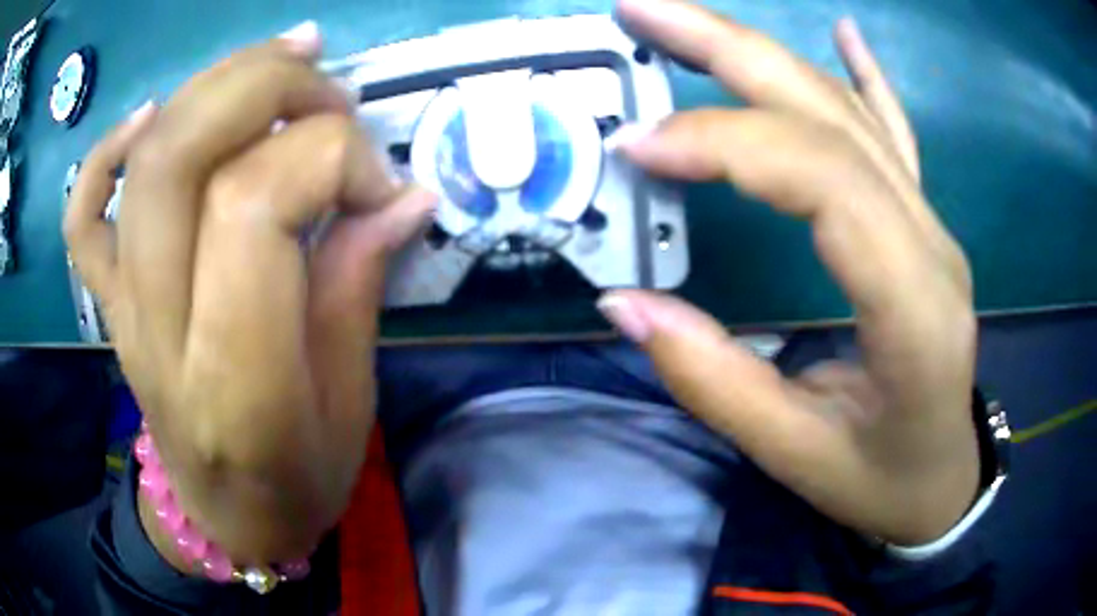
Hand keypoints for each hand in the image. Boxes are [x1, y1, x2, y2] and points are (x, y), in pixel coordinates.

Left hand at [64, 24, 434, 562]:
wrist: (225, 522)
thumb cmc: (297, 483)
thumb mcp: (350, 401)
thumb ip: (360, 282)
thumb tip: (405, 193)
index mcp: (234, 380)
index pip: (254, 206)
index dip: (331, 159)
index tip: (384, 184)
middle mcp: (160, 330)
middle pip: (182, 155)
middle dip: (268, 90)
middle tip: (332, 93)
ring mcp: (123, 310)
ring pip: (143, 159)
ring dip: (218, 84)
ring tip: (285, 61)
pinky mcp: (109, 303)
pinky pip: (85, 213)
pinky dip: (110, 148)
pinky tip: (156, 114)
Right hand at [602, 0, 977, 544]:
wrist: (941, 481)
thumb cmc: (882, 480)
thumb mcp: (797, 456)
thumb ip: (714, 381)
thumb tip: (624, 304)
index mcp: (913, 306)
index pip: (823, 181)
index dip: (726, 145)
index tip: (638, 145)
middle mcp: (929, 242)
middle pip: (831, 115)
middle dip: (729, 49)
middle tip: (642, 12)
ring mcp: (931, 224)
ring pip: (847, 111)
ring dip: (763, 51)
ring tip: (688, 18)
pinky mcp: (923, 224)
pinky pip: (895, 133)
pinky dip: (865, 75)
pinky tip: (846, 32)